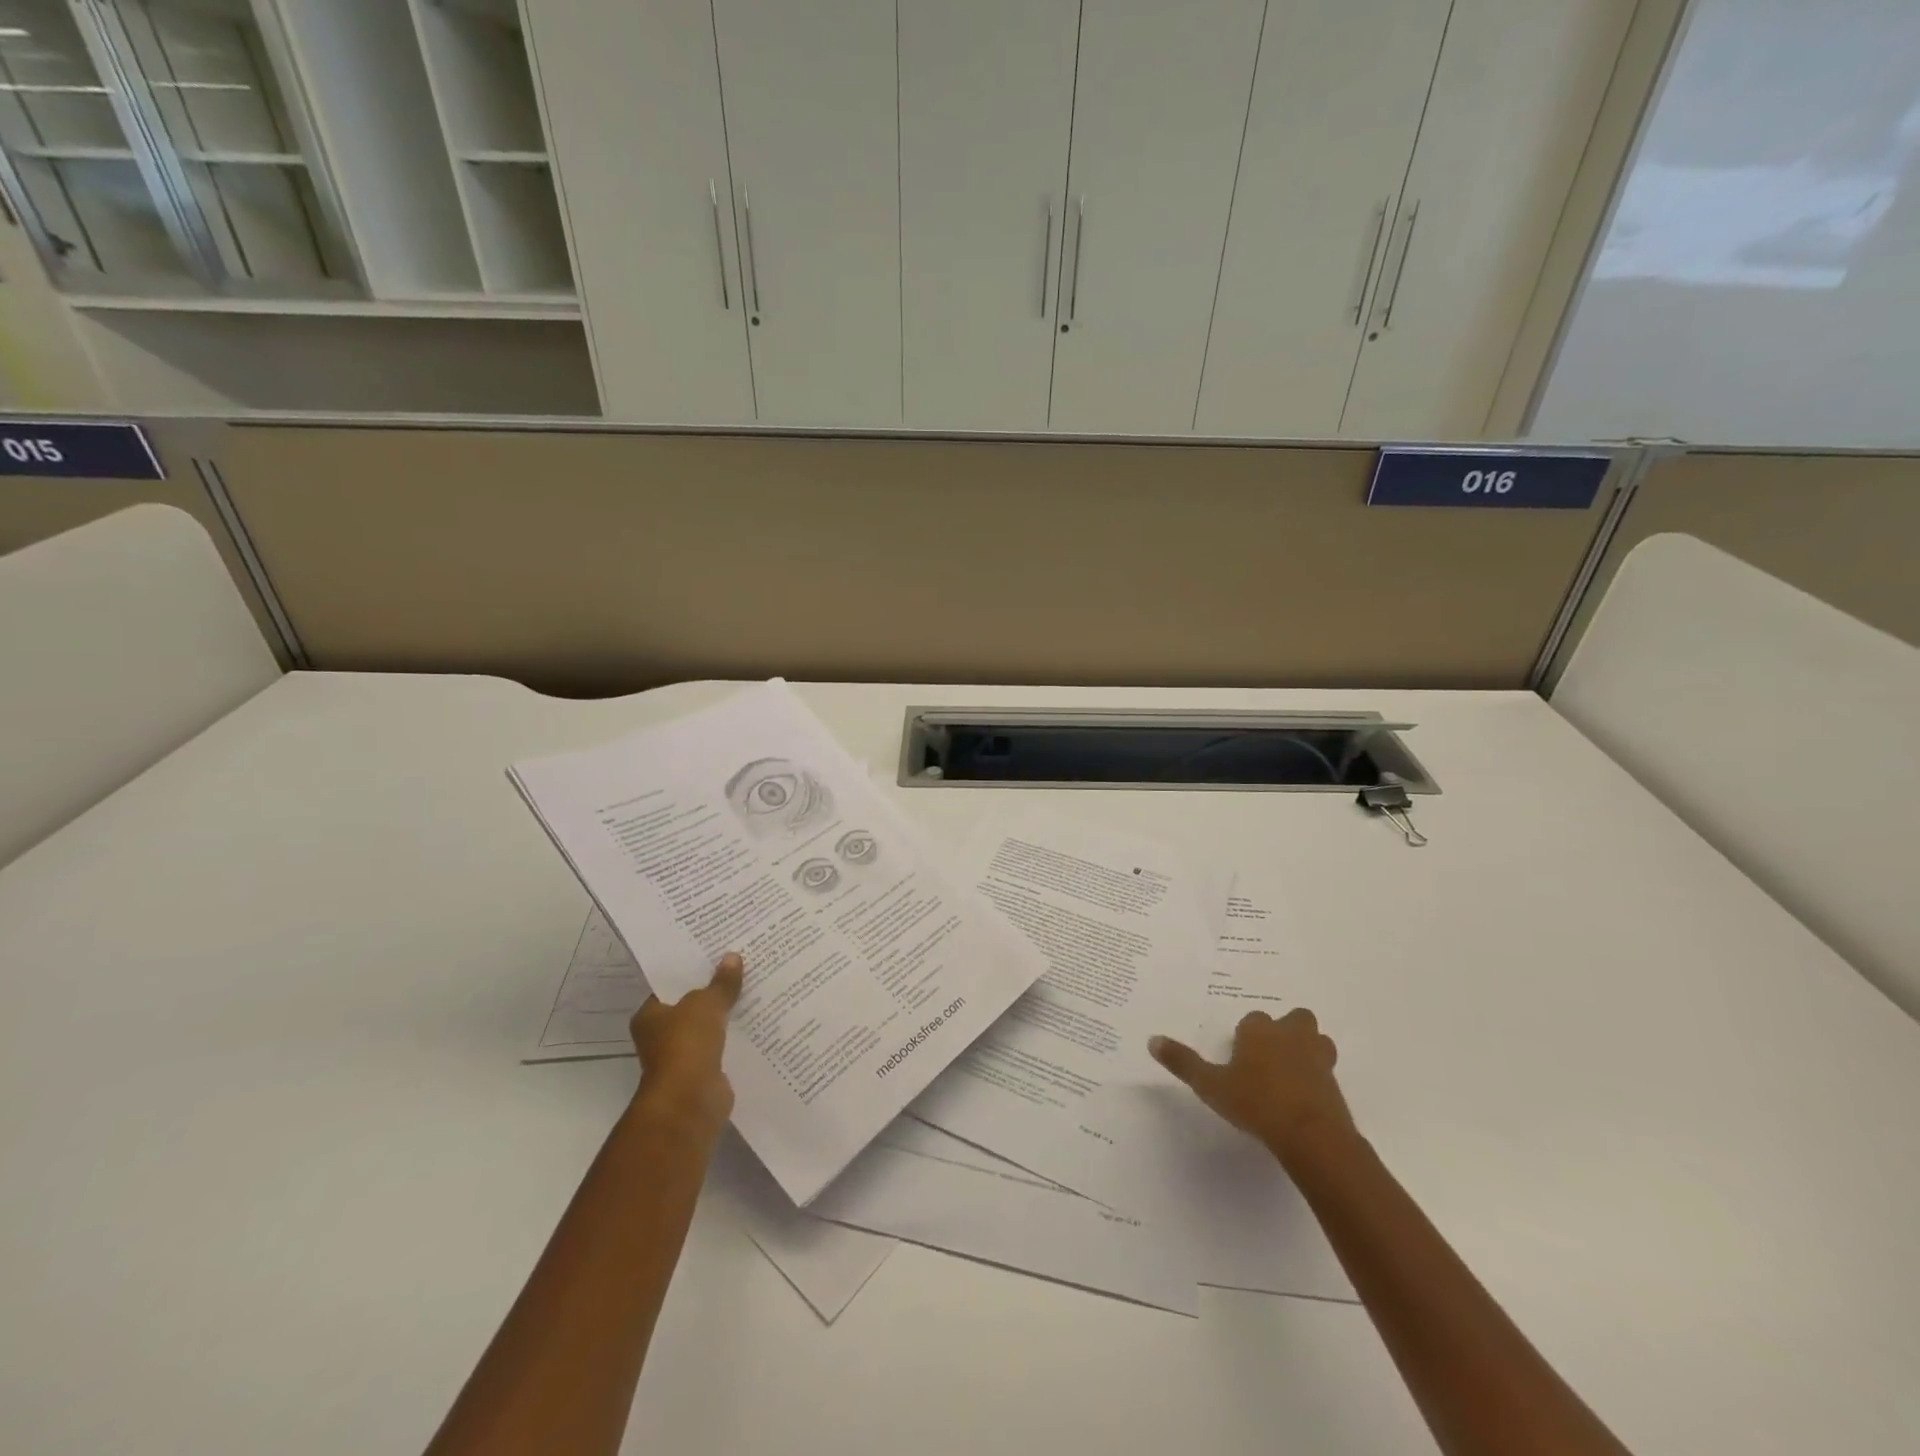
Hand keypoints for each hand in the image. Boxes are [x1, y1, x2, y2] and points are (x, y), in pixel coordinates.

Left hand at [628, 953, 743, 1140]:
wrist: (691, 1100)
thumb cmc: (686, 1044)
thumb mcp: (706, 1004)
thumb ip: (721, 982)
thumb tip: (733, 957)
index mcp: (650, 1016)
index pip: (671, 986)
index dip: (693, 971)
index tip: (716, 955)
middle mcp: (661, 1036)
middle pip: (692, 1006)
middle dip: (714, 991)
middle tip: (741, 967)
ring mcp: (683, 1056)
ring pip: (709, 1027)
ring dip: (727, 1015)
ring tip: (755, 989)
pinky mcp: (704, 1072)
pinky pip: (723, 1046)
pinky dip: (736, 1037)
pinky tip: (758, 1020)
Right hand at [1149, 1008, 1356, 1164]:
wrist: (1311, 1135)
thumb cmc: (1255, 1103)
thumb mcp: (1210, 1085)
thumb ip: (1183, 1062)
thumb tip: (1152, 1040)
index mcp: (1259, 1031)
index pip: (1252, 1020)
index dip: (1247, 1036)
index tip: (1239, 1056)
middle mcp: (1290, 1035)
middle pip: (1294, 1019)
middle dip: (1286, 1030)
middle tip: (1270, 1055)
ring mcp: (1318, 1058)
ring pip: (1317, 1040)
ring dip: (1308, 1048)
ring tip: (1291, 1072)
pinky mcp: (1335, 1083)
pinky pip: (1327, 1070)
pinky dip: (1318, 1077)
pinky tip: (1304, 1097)